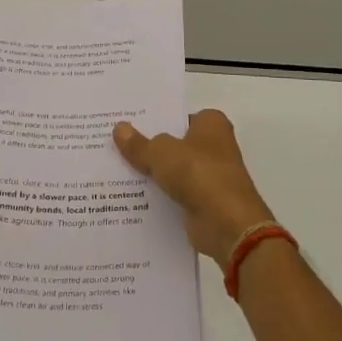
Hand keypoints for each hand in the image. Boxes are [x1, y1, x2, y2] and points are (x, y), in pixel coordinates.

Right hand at [114, 109, 275, 263]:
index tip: (128, 123)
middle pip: (174, 143)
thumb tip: (119, 128)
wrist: (226, 224)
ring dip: (152, 174)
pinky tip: (131, 197)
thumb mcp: (160, 153)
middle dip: (149, 146)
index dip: (156, 119)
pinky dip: (159, 196)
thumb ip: (139, 143)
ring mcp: (211, 176)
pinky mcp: (205, 202)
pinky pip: (175, 194)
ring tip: (115, 171)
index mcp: (212, 124)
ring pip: (173, 170)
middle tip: (115, 144)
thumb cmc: (198, 173)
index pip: (179, 116)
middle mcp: (215, 146)